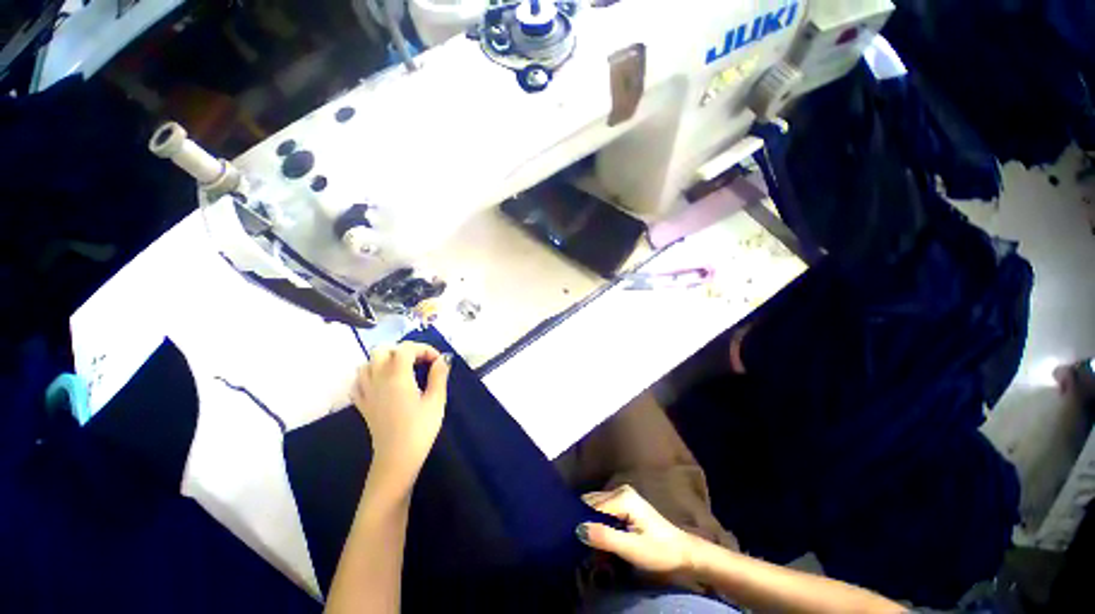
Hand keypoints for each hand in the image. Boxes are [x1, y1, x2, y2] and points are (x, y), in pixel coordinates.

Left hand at [352, 342, 451, 495]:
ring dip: (385, 360)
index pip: (406, 348)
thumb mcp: (436, 401)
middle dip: (403, 350)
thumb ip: (439, 376)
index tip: (437, 361)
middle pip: (382, 350)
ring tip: (402, 370)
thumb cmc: (420, 429)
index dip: (424, 349)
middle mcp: (377, 379)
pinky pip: (359, 381)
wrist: (397, 459)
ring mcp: (366, 392)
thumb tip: (443, 359)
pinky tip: (383, 383)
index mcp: (397, 376)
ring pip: (367, 363)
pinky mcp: (362, 404)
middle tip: (419, 362)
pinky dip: (370, 375)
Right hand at [577, 485, 700, 576]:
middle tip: (580, 543)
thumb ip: (605, 537)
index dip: (582, 522)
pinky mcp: (625, 503)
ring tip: (588, 542)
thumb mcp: (632, 549)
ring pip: (597, 506)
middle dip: (585, 520)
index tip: (574, 540)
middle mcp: (620, 490)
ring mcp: (623, 495)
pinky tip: (599, 536)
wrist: (683, 553)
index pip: (591, 506)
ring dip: (591, 522)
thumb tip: (579, 528)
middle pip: (592, 503)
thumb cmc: (659, 552)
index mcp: (622, 497)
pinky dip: (599, 522)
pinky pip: (604, 509)